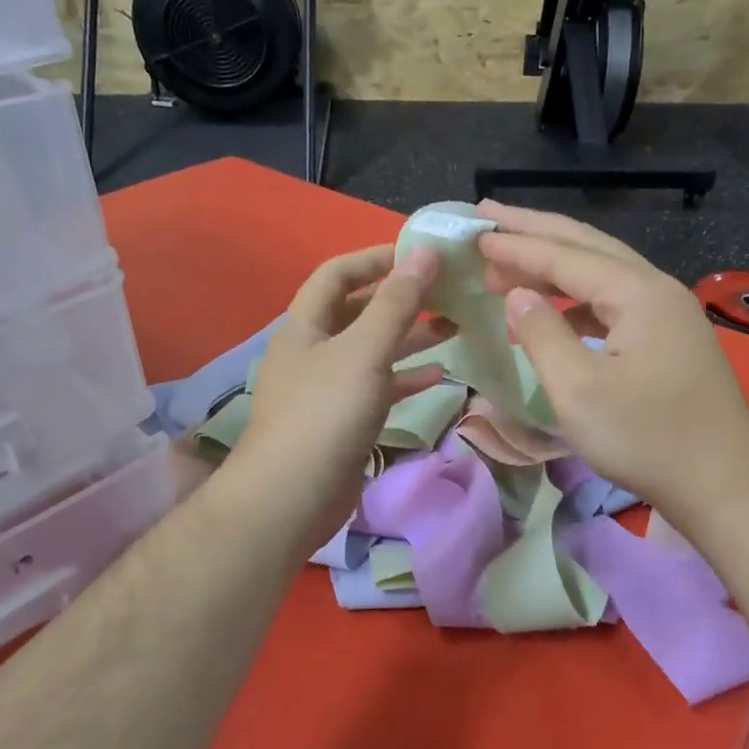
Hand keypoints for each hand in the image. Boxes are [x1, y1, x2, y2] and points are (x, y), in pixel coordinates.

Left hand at [230, 243, 446, 549]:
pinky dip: (406, 379)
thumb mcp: (364, 350)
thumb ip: (397, 302)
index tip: (419, 254)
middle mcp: (314, 352)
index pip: (337, 274)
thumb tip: (425, 251)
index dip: (375, 259)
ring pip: (373, 351)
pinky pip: (379, 389)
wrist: (293, 497)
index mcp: (306, 326)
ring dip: (410, 338)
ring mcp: (328, 389)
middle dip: (401, 300)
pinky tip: (439, 375)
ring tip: (454, 327)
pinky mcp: (344, 422)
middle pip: (359, 312)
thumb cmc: (326, 413)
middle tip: (447, 293)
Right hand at [475, 203, 748, 521]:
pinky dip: (578, 296)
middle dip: (536, 230)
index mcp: (638, 293)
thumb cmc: (647, 438)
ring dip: (556, 262)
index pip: (565, 256)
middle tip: (488, 216)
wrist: (724, 482)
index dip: (516, 245)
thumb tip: (517, 296)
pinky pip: (615, 300)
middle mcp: (657, 289)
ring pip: (604, 271)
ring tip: (512, 260)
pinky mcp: (671, 339)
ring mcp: (669, 313)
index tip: (474, 234)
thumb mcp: (580, 391)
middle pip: (588, 246)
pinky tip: (557, 309)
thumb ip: (543, 336)